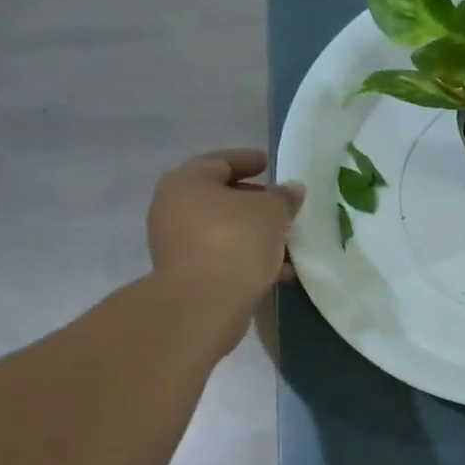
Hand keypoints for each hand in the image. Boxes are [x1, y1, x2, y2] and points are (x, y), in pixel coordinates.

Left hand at [147, 149, 302, 344]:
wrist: (205, 303)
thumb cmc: (236, 241)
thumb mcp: (271, 212)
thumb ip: (284, 197)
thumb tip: (292, 189)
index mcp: (186, 182)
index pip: (220, 161)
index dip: (248, 160)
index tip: (270, 164)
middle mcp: (173, 209)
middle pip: (220, 198)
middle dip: (254, 202)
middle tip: (282, 205)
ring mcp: (177, 245)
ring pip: (223, 231)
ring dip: (254, 234)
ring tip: (286, 240)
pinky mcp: (187, 275)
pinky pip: (223, 257)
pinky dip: (247, 258)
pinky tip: (277, 269)